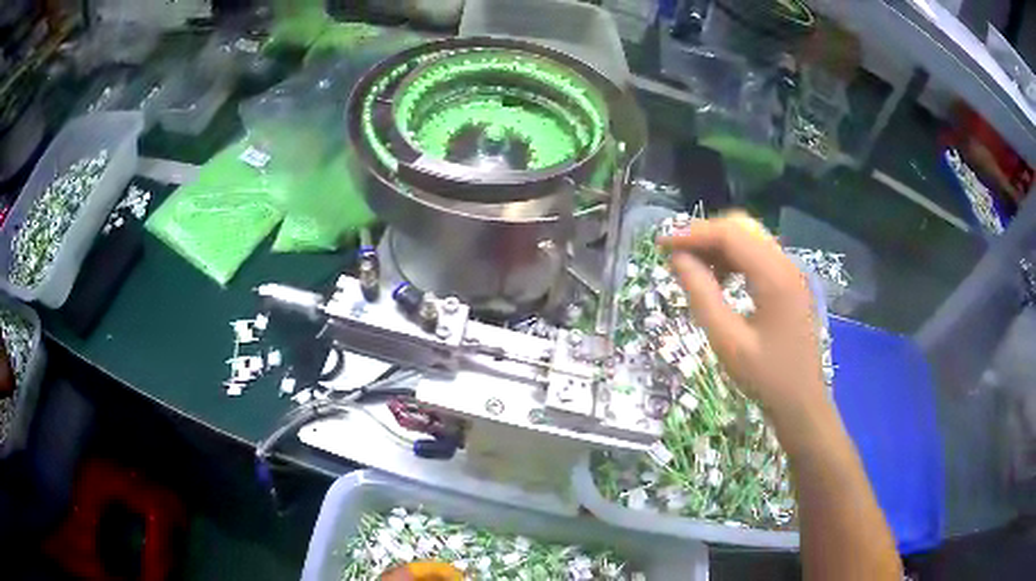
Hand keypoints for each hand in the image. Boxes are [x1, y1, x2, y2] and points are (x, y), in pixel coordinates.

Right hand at [660, 212, 828, 427]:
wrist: (803, 403)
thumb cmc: (766, 378)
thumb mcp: (728, 341)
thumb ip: (701, 295)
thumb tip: (677, 259)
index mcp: (774, 277)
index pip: (730, 235)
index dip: (693, 234)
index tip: (661, 245)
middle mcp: (786, 264)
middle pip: (741, 228)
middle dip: (705, 235)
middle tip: (676, 255)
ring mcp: (790, 272)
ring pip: (749, 239)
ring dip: (719, 246)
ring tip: (693, 268)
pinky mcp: (790, 283)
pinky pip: (758, 256)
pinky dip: (734, 258)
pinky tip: (720, 280)